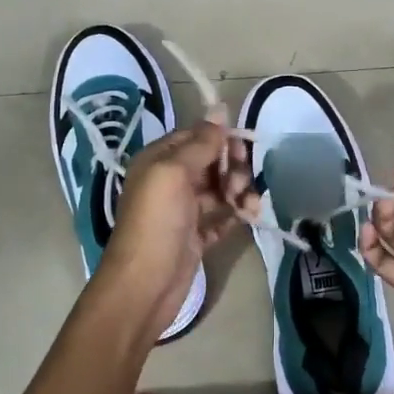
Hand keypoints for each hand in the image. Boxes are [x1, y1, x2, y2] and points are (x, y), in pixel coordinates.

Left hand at [97, 122, 251, 333]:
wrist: (145, 285)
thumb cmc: (156, 223)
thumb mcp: (174, 173)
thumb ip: (200, 142)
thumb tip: (219, 108)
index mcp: (159, 160)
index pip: (197, 137)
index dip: (222, 140)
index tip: (242, 150)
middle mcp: (170, 181)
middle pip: (213, 162)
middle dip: (233, 168)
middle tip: (239, 186)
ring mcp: (184, 210)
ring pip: (221, 188)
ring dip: (240, 192)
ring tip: (248, 207)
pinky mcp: (196, 236)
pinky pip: (223, 216)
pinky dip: (237, 214)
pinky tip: (248, 218)